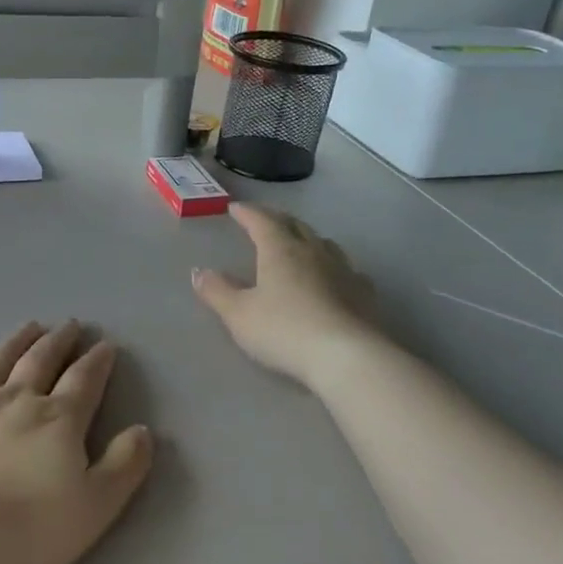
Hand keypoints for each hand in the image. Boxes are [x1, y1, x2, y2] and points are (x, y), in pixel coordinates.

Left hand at [0, 322, 153, 563]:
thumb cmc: (20, 532)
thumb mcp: (92, 510)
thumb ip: (124, 467)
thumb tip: (143, 430)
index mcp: (57, 421)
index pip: (84, 381)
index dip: (97, 362)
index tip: (105, 345)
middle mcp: (15, 400)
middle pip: (41, 361)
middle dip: (59, 341)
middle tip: (69, 324)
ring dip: (17, 341)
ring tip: (30, 326)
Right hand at [193, 204, 378, 386]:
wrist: (344, 355)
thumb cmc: (283, 330)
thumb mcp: (239, 314)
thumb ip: (217, 291)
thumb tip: (199, 271)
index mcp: (280, 250)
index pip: (262, 221)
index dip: (248, 213)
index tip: (236, 208)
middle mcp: (313, 251)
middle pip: (295, 225)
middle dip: (277, 220)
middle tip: (265, 220)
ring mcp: (343, 270)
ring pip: (324, 243)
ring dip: (308, 238)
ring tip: (299, 243)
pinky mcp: (363, 292)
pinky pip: (347, 269)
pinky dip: (334, 266)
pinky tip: (335, 277)